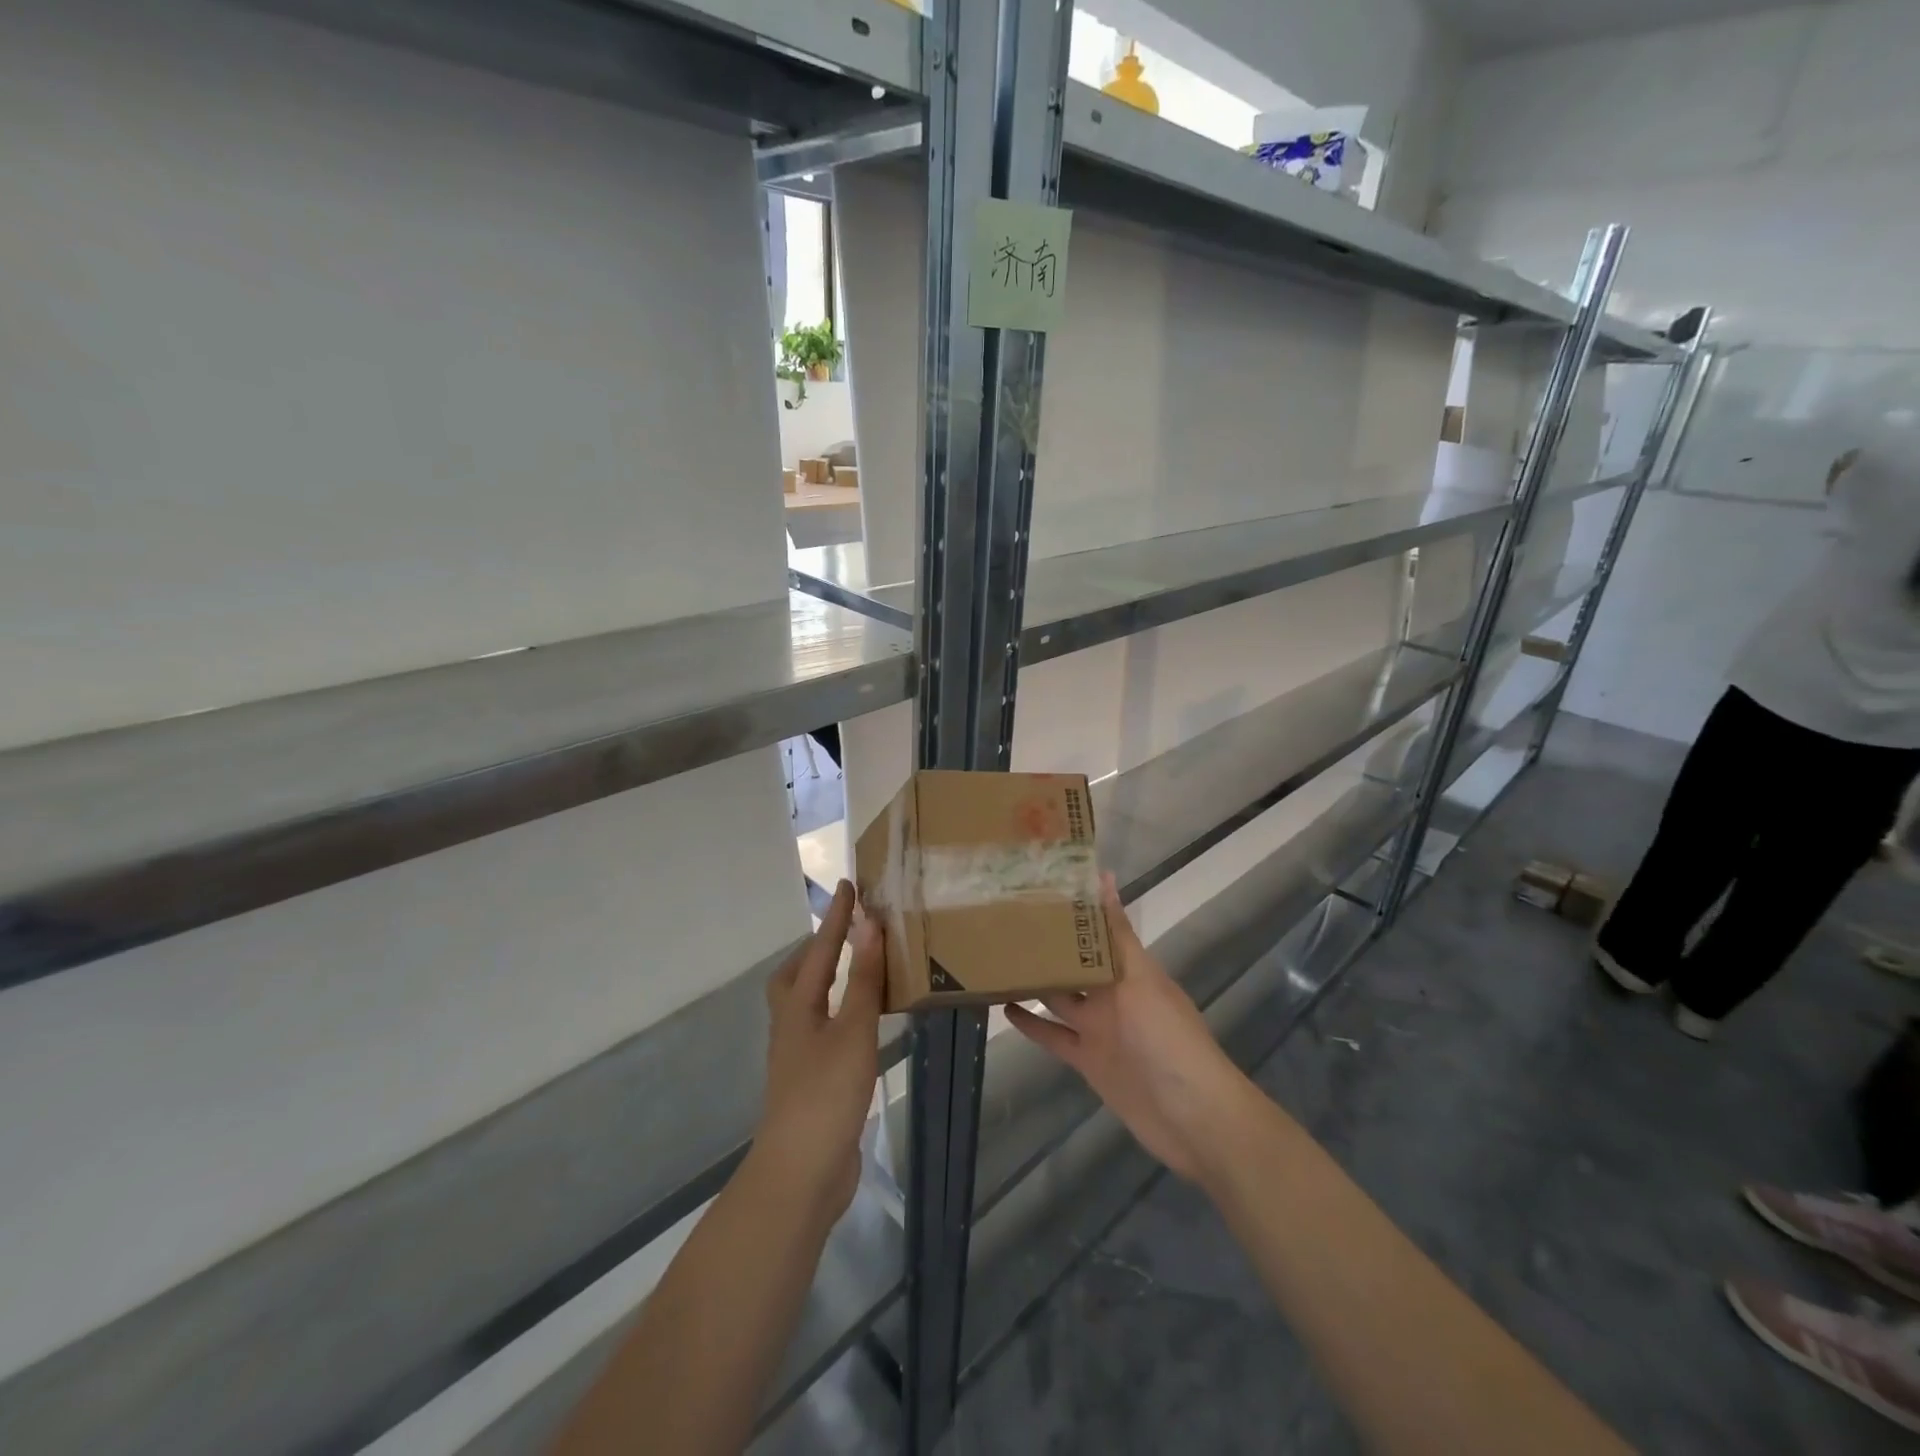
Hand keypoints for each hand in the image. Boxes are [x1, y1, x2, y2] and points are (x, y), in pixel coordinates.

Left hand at [754, 881, 885, 1227]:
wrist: (801, 1173)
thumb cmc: (826, 1094)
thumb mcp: (853, 1031)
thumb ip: (864, 980)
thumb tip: (869, 925)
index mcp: (799, 1007)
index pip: (820, 950)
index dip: (836, 917)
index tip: (848, 885)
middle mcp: (792, 1026)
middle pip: (796, 976)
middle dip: (817, 949)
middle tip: (844, 932)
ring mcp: (799, 1056)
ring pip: (807, 1003)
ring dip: (827, 980)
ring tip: (856, 969)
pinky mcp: (812, 1081)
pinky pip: (824, 1029)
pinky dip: (839, 1011)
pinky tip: (859, 1022)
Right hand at [1006, 873, 1249, 1179]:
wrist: (1190, 1115)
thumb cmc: (1167, 1036)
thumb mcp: (1141, 978)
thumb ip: (1117, 933)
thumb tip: (1104, 877)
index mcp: (1127, 968)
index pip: (1094, 930)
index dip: (1070, 910)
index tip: (1034, 887)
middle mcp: (1110, 993)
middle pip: (1072, 963)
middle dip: (1045, 945)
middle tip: (1002, 920)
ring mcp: (1098, 1027)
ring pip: (1057, 997)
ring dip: (1032, 982)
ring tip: (996, 960)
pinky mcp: (1086, 1059)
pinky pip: (1053, 1035)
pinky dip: (1031, 1024)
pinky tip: (1005, 1009)